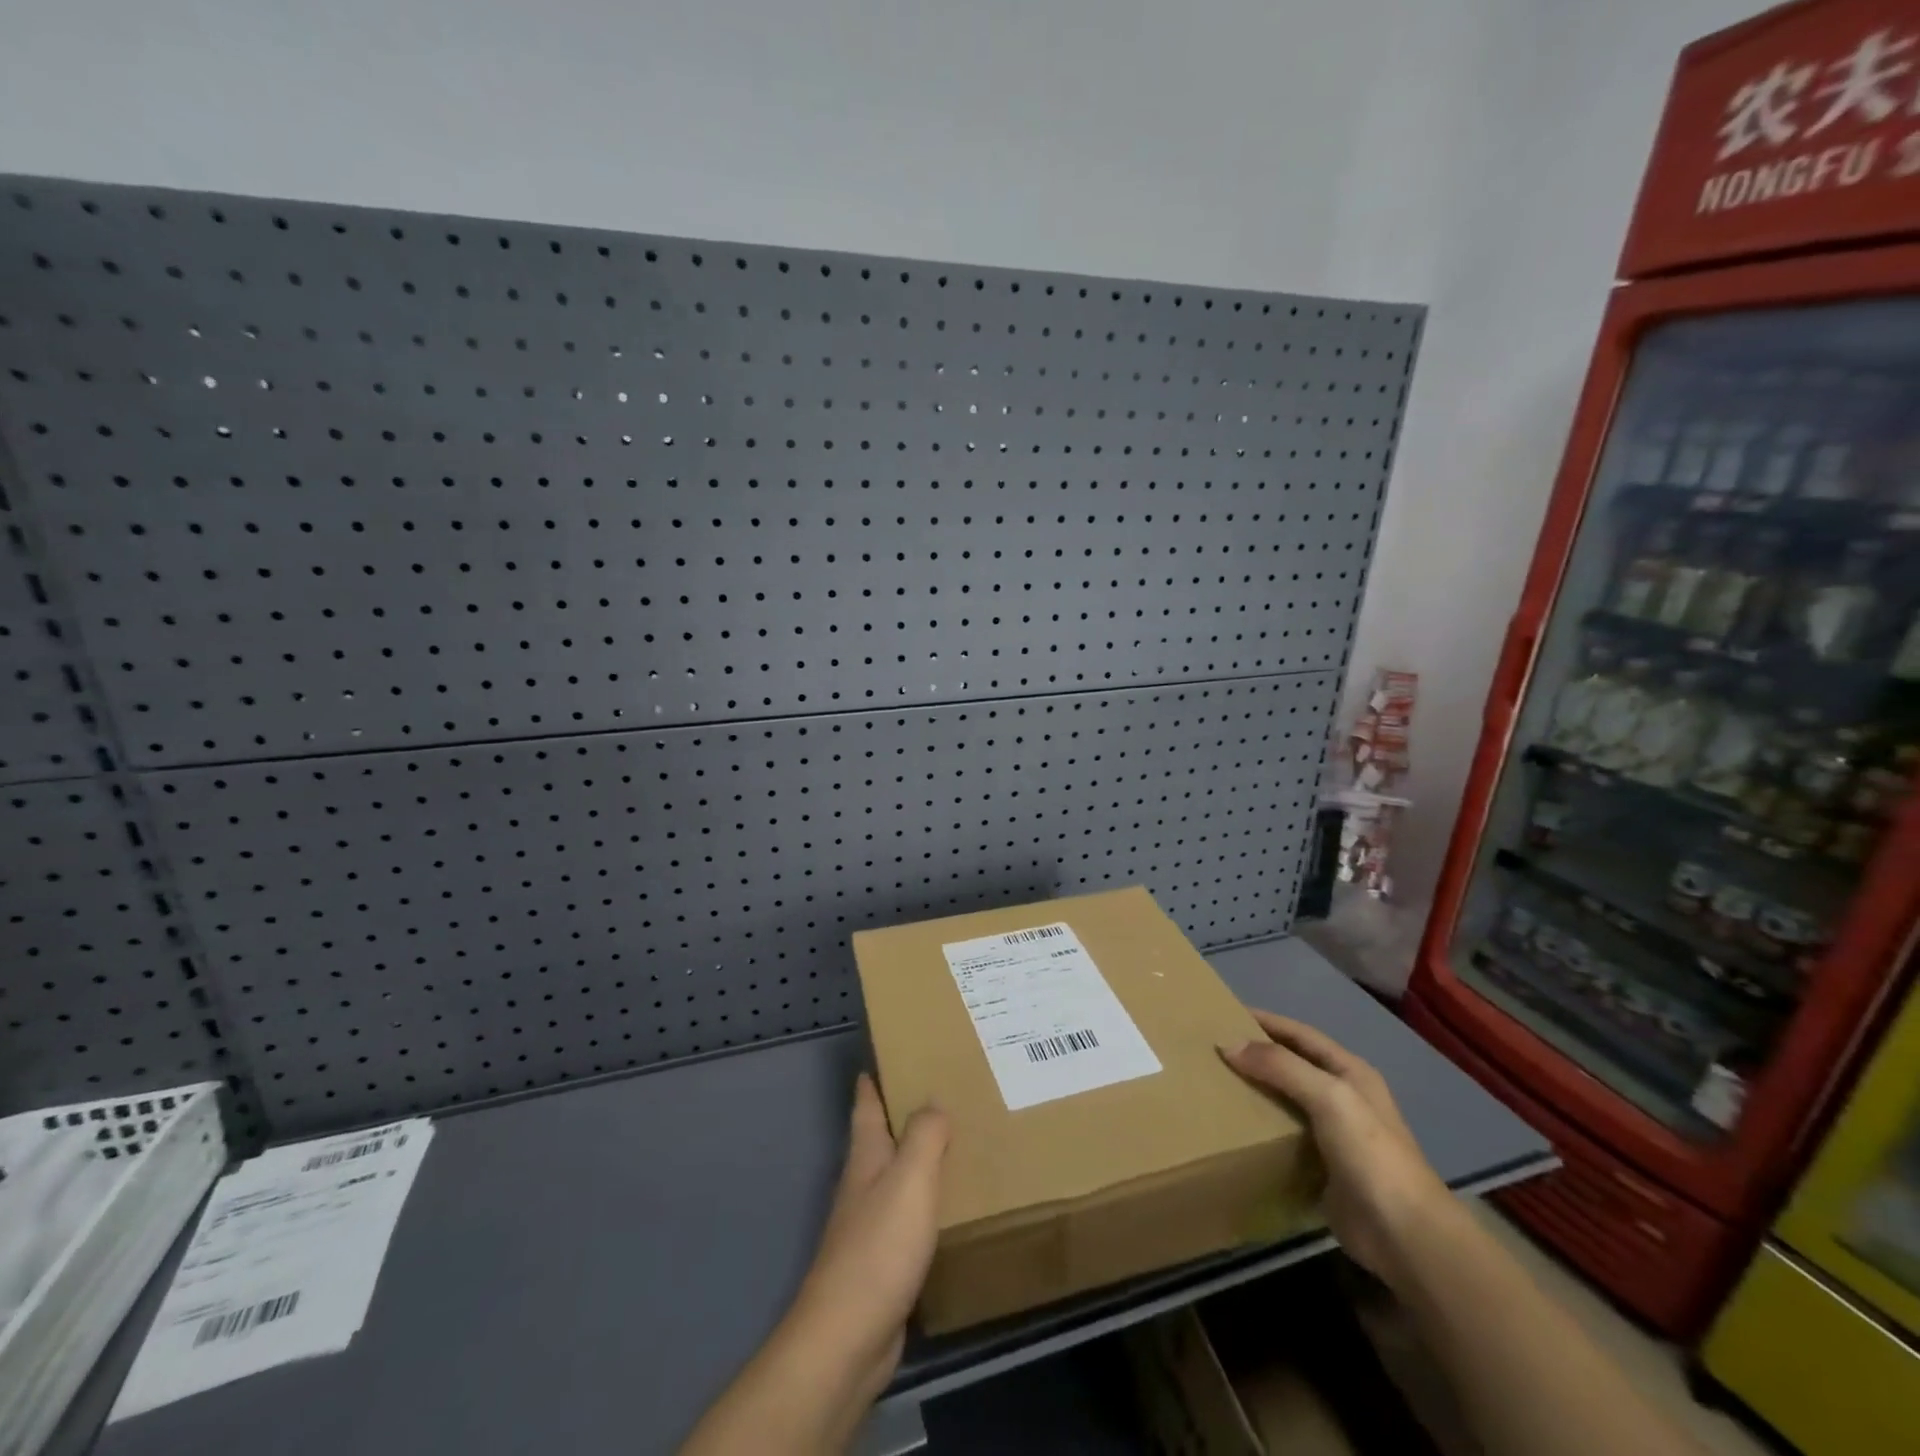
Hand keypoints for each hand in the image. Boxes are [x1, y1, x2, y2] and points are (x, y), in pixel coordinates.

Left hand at [679, 1075, 946, 1455]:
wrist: (849, 1336)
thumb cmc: (879, 1246)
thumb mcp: (910, 1178)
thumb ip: (924, 1135)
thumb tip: (933, 1102)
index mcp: (866, 1155)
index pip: (866, 1103)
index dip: (874, 1077)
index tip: (889, 1052)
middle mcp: (864, 1182)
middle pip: (882, 1137)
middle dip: (905, 1114)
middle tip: (944, 1092)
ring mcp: (869, 1223)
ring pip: (897, 1176)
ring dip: (920, 1158)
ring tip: (957, 1143)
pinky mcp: (883, 1260)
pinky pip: (909, 1215)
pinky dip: (927, 1201)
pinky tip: (950, 1205)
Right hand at [1220, 1011, 1449, 1289]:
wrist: (1404, 1235)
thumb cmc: (1370, 1154)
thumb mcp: (1328, 1096)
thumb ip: (1280, 1066)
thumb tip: (1228, 1044)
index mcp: (1350, 1072)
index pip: (1301, 1034)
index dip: (1266, 1021)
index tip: (1225, 1014)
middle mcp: (1342, 1098)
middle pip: (1291, 1065)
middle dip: (1256, 1055)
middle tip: (1213, 1050)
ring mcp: (1333, 1135)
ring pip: (1285, 1100)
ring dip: (1255, 1091)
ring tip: (1215, 1084)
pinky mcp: (1321, 1168)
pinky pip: (1283, 1137)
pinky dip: (1259, 1128)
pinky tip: (1233, 1127)